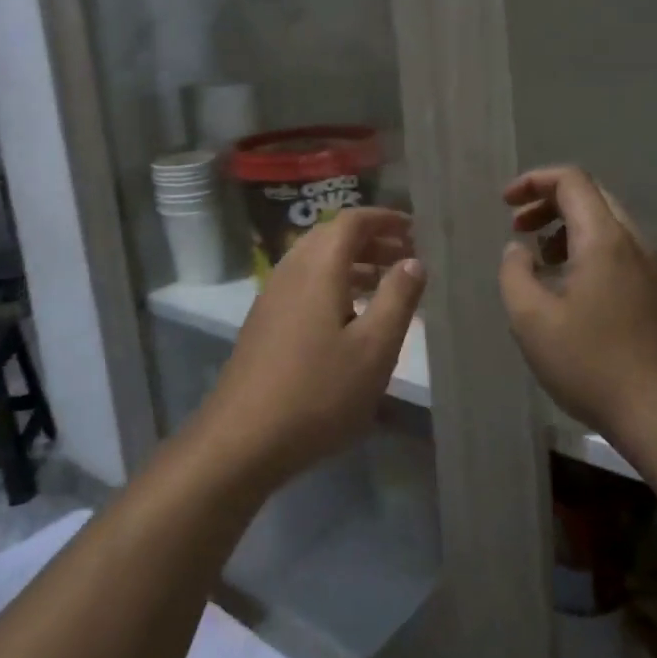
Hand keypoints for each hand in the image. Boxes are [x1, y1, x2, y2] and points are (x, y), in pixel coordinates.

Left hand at [196, 208, 425, 486]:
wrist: (242, 438)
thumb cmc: (318, 391)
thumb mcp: (374, 348)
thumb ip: (397, 299)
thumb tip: (413, 261)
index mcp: (318, 267)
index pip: (352, 221)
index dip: (384, 219)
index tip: (415, 230)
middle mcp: (290, 271)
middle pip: (332, 237)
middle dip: (371, 240)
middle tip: (406, 257)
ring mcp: (272, 296)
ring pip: (316, 261)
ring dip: (352, 263)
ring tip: (385, 284)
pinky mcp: (264, 322)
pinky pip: (304, 284)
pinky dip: (333, 284)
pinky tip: (350, 317)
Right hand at [498, 166, 656, 442]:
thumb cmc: (591, 363)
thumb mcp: (531, 319)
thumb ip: (515, 273)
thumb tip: (519, 250)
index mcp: (604, 240)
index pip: (572, 181)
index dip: (534, 181)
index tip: (505, 203)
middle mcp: (633, 243)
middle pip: (591, 196)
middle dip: (548, 202)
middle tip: (518, 227)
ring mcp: (650, 268)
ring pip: (606, 223)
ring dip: (566, 227)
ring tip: (537, 258)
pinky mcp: (655, 293)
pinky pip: (617, 250)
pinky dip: (585, 248)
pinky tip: (566, 285)